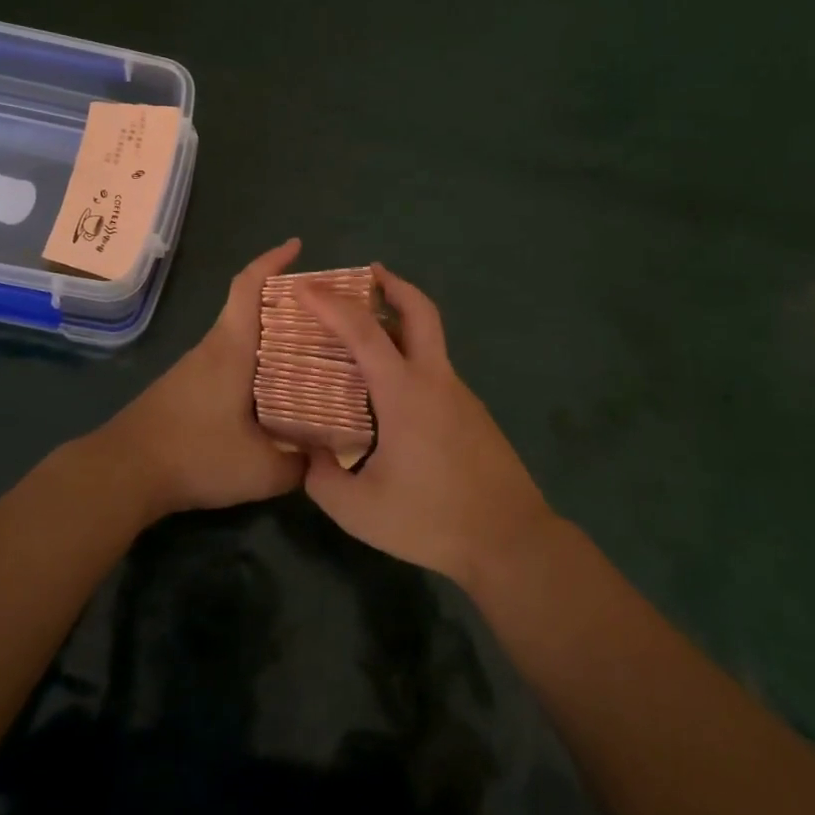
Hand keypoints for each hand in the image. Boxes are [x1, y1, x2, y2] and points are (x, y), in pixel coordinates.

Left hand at [97, 238, 306, 518]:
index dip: (272, 261)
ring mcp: (194, 369)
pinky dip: (255, 363)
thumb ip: (301, 464)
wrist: (122, 473)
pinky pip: (228, 361)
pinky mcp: (184, 390)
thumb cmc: (194, 455)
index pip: (248, 287)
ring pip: (239, 338)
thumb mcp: (261, 470)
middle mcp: (212, 349)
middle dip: (286, 304)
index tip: (296, 246)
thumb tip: (330, 458)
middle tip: (326, 315)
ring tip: (311, 353)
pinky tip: (273, 392)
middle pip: (250, 310)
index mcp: (231, 349)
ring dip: (271, 337)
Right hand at [296, 264, 555, 584]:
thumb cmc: (432, 520)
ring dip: (400, 325)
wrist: (510, 539)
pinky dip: (410, 361)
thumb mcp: (358, 510)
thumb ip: (321, 478)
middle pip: (420, 311)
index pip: (364, 331)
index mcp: (405, 393)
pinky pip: (435, 373)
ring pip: (429, 342)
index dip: (331, 304)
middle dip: (393, 284)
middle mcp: (436, 380)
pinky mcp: (473, 414)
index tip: (304, 286)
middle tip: (367, 274)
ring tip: (364, 341)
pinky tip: (391, 396)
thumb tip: (310, 454)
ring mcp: (460, 395)